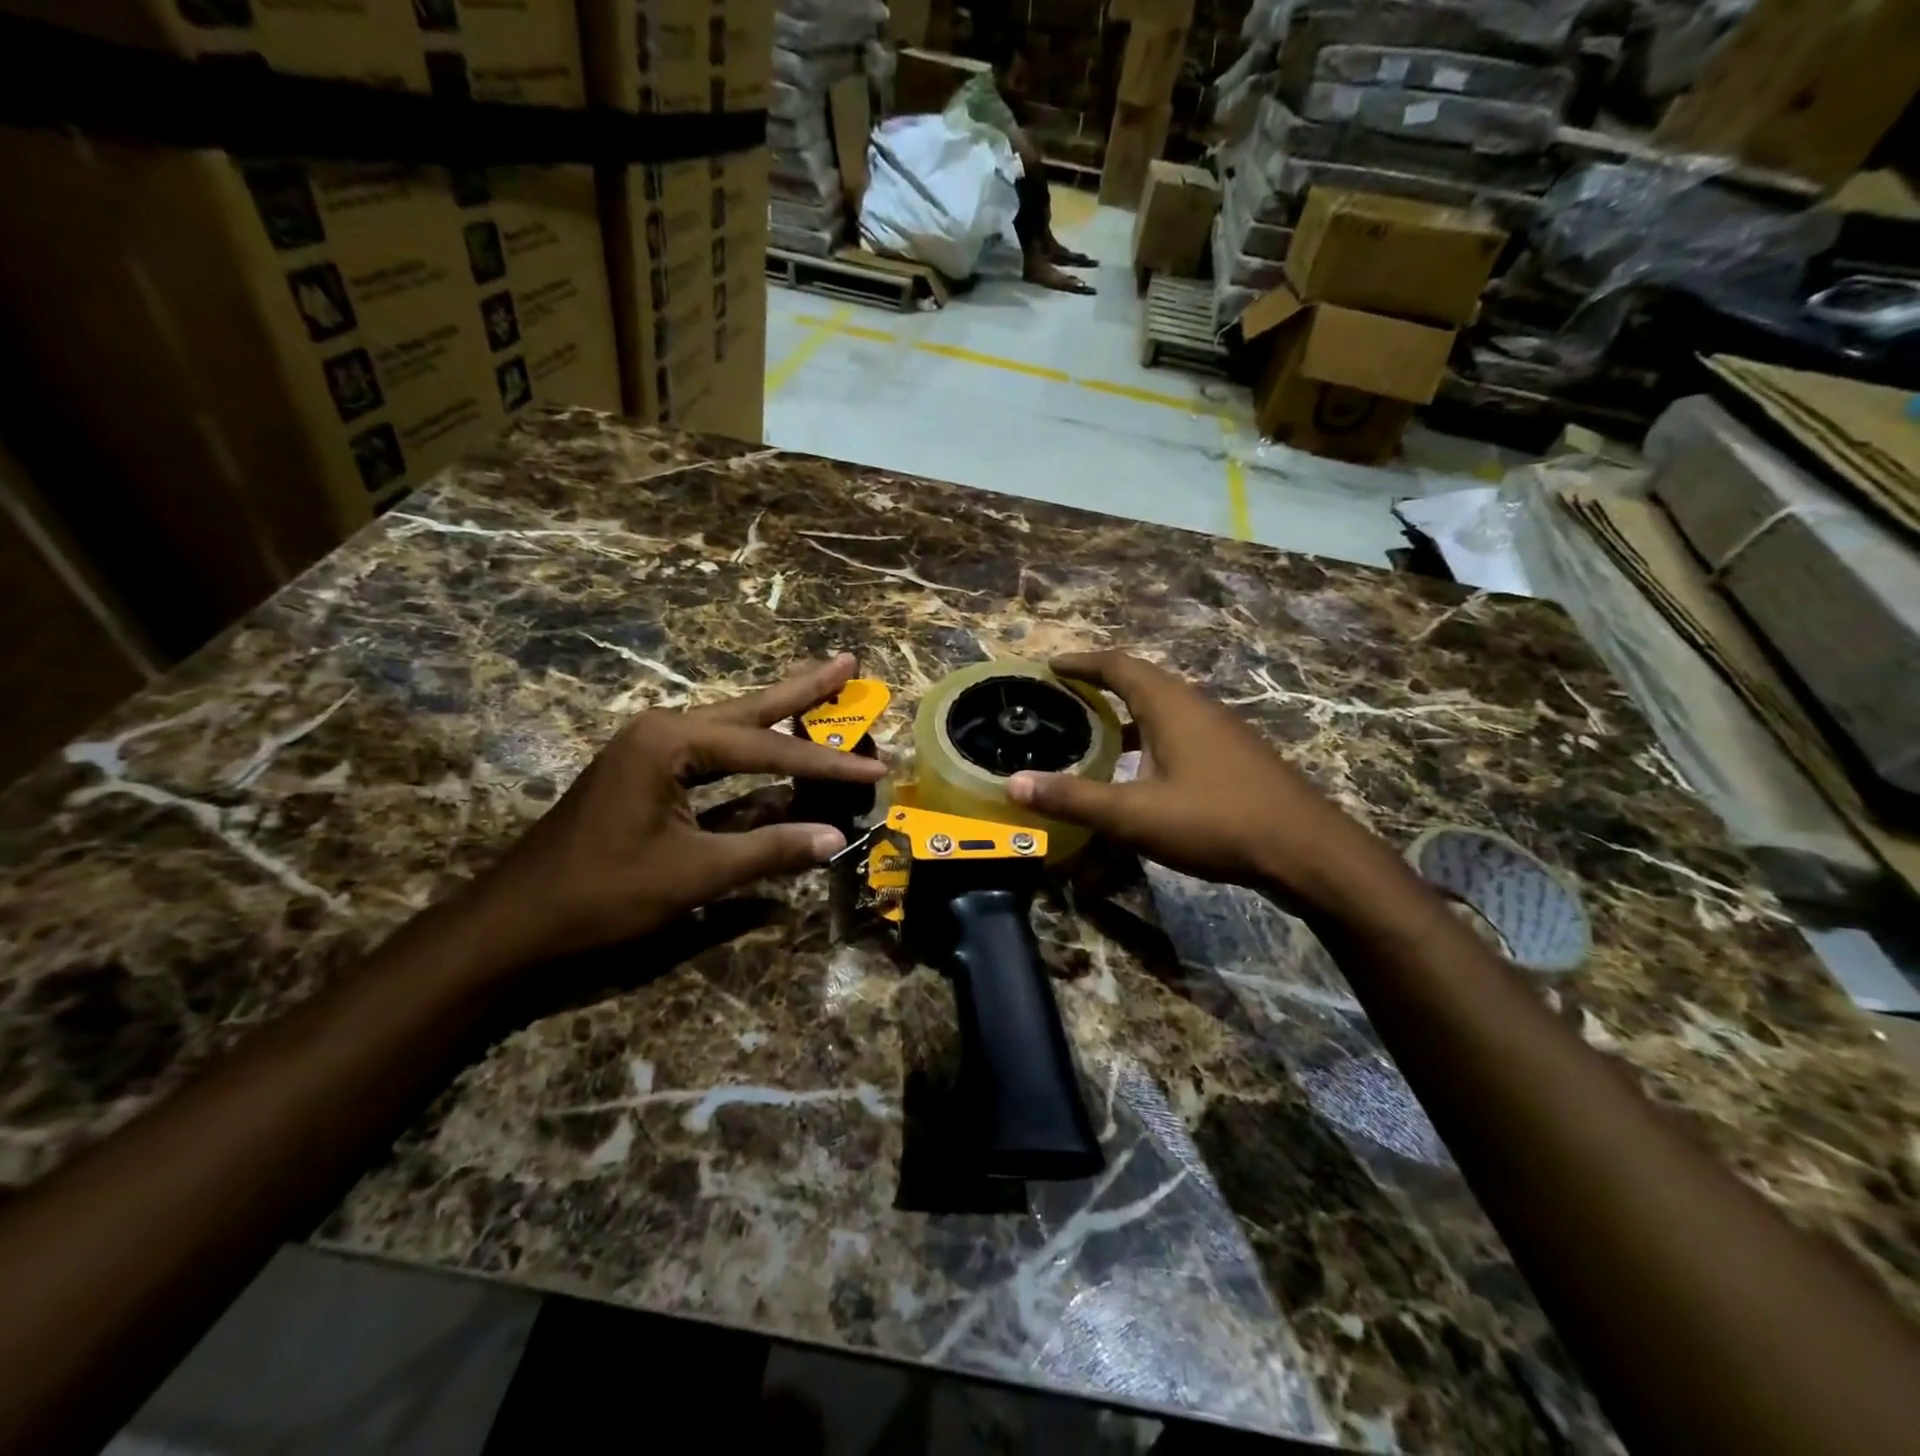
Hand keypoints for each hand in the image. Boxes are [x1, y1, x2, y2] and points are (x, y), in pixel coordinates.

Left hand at [467, 655, 885, 966]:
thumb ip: (768, 851)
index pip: (767, 749)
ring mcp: (651, 750)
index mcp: (670, 742)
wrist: (517, 921)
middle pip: (750, 710)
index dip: (826, 764)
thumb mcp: (693, 874)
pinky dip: (752, 750)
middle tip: (848, 663)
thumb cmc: (602, 894)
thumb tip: (835, 838)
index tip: (876, 766)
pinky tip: (773, 744)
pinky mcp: (648, 773)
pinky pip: (715, 754)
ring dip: (779, 714)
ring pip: (732, 727)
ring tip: (825, 687)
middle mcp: (661, 730)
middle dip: (802, 691)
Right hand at [1006, 652, 1410, 917]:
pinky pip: (1180, 731)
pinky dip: (1149, 737)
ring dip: (1125, 713)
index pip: (1117, 665)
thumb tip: (1015, 784)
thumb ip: (1074, 798)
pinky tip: (1140, 772)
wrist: (1306, 850)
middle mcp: (1196, 706)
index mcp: (1171, 705)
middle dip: (1099, 684)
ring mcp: (1221, 730)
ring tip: (1092, 732)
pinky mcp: (1234, 756)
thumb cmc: (1216, 821)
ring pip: (1163, 708)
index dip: (1080, 662)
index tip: (1048, 666)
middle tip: (1062, 699)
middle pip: (1141, 680)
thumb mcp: (1135, 815)